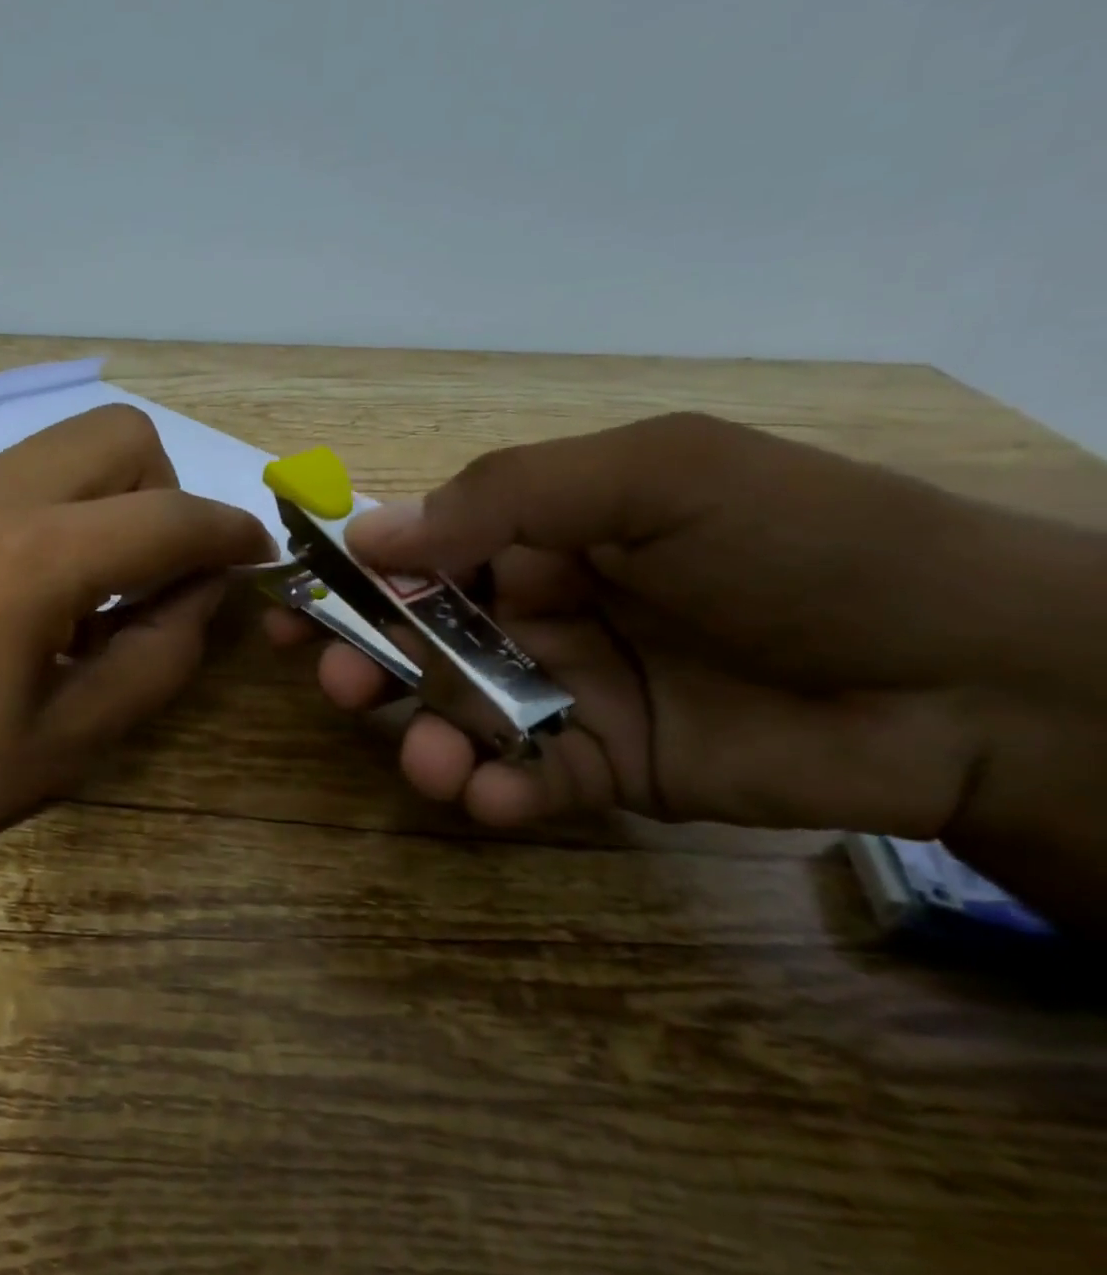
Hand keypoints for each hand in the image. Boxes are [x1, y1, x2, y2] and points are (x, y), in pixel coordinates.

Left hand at [0, 405, 271, 895]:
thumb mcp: (72, 739)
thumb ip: (159, 655)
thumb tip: (202, 591)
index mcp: (32, 560)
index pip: (168, 516)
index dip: (229, 531)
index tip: (254, 551)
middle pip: (116, 432)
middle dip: (161, 488)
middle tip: (151, 566)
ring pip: (53, 450)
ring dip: (95, 504)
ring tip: (71, 594)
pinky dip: (33, 517)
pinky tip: (1, 594)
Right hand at [268, 412, 1081, 844]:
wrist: (978, 675)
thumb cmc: (803, 544)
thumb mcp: (655, 477)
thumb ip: (507, 497)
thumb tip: (372, 536)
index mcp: (544, 532)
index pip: (423, 552)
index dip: (354, 577)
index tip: (296, 604)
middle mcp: (541, 608)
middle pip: (424, 637)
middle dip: (370, 660)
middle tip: (333, 681)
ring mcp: (569, 690)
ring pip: (462, 713)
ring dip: (426, 735)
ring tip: (426, 759)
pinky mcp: (605, 766)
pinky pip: (526, 779)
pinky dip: (495, 791)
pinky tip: (489, 797)